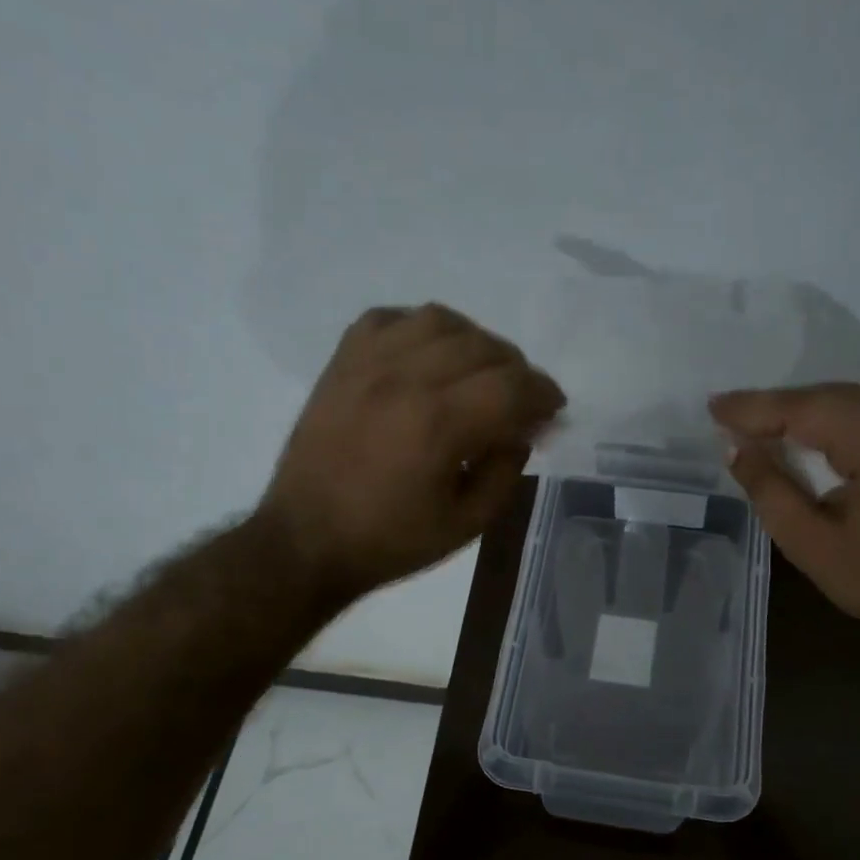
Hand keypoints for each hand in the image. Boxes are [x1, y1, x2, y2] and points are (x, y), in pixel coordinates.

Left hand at [260, 305, 564, 598]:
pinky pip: (389, 318)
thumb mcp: (467, 524)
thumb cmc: (390, 541)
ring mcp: (368, 365)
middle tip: (521, 399)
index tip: (553, 409)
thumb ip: (505, 472)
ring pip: (439, 321)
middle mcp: (406, 380)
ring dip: (474, 341)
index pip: (513, 386)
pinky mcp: (341, 364)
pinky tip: (428, 355)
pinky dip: (420, 330)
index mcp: (440, 424)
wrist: (306, 541)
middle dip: (517, 370)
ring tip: (478, 371)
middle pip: (484, 347)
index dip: (544, 394)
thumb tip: (522, 430)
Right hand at [709, 383, 859, 656]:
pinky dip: (826, 419)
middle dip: (774, 404)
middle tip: (727, 414)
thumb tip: (735, 447)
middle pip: (827, 396)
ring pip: (846, 401)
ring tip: (753, 421)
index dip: (755, 408)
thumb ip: (769, 488)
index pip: (805, 410)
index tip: (713, 408)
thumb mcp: (809, 541)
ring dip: (799, 409)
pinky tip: (798, 431)